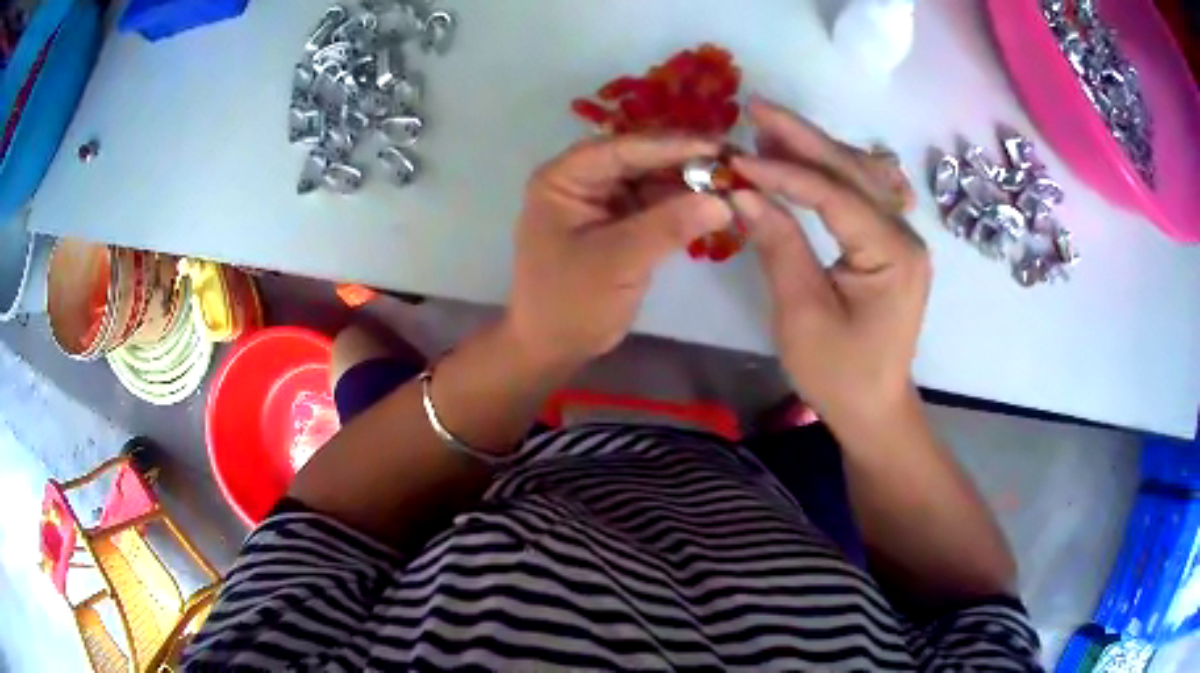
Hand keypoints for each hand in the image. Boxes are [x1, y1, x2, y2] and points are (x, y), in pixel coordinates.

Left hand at [506, 135, 732, 367]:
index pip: (622, 149)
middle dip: (684, 161)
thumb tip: (724, 202)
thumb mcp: (618, 261)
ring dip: (688, 182)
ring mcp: (601, 201)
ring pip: (651, 179)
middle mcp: (582, 180)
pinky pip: (655, 204)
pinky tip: (714, 204)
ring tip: (732, 180)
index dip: (670, 145)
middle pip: (639, 159)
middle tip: (733, 160)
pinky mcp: (619, 222)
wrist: (553, 348)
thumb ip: (669, 226)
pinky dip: (682, 206)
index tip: (717, 145)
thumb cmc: (570, 302)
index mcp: (564, 178)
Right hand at [730, 98, 930, 429]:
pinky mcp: (890, 244)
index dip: (784, 172)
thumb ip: (779, 245)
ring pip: (858, 175)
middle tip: (756, 109)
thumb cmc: (839, 373)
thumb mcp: (803, 313)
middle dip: (803, 138)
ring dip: (815, 149)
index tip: (736, 158)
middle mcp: (905, 234)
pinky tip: (803, 161)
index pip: (835, 194)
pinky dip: (829, 173)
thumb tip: (744, 191)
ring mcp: (901, 236)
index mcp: (893, 254)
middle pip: (851, 171)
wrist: (875, 408)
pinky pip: (861, 194)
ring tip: (769, 131)